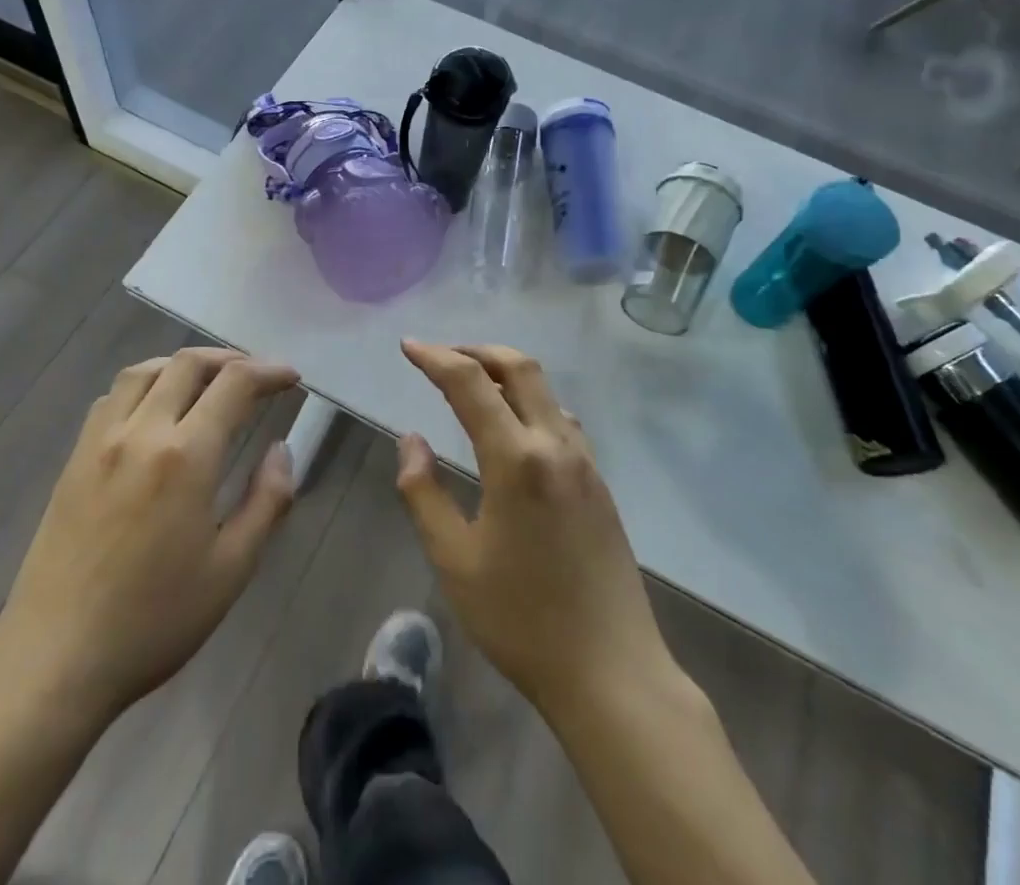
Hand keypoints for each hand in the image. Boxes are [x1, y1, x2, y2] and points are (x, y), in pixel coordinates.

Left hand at [0, 348, 298, 731]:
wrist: (53, 664)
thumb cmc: (153, 622)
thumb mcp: (230, 570)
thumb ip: (266, 501)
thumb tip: (282, 449)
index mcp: (185, 456)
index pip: (234, 384)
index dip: (268, 372)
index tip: (291, 378)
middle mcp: (140, 432)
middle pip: (187, 364)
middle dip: (229, 359)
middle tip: (256, 377)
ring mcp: (99, 442)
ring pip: (143, 371)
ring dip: (182, 365)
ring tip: (207, 382)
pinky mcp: (73, 460)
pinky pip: (111, 398)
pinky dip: (143, 385)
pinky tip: (153, 411)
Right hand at [395, 341, 673, 719]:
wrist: (611, 673)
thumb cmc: (522, 620)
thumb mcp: (454, 561)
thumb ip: (424, 493)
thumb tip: (412, 440)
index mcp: (516, 459)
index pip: (470, 384)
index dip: (435, 358)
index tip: (408, 346)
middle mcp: (555, 445)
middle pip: (519, 367)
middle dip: (477, 350)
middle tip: (442, 356)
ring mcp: (584, 462)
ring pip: (545, 390)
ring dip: (506, 372)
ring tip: (473, 386)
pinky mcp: (599, 483)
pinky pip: (561, 420)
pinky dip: (531, 403)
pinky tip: (515, 430)